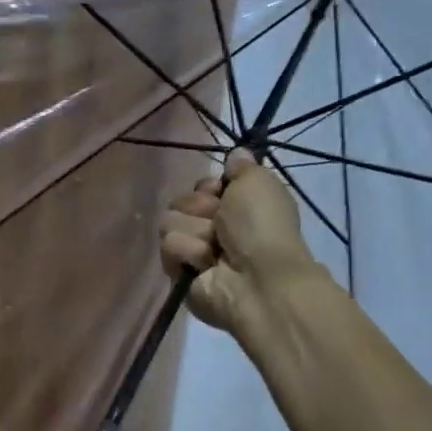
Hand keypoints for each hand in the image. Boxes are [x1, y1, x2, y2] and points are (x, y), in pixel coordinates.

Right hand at [160, 150, 316, 334]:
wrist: (257, 277)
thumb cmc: (262, 227)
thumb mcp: (258, 182)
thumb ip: (242, 166)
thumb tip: (236, 153)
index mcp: (235, 207)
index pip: (201, 186)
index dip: (208, 187)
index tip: (220, 192)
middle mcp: (214, 228)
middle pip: (181, 202)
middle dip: (199, 208)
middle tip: (221, 224)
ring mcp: (194, 251)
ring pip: (170, 223)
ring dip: (195, 232)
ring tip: (215, 249)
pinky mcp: (179, 273)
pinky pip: (169, 248)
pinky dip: (189, 253)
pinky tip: (206, 265)